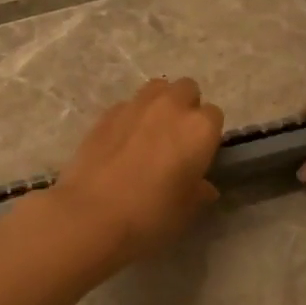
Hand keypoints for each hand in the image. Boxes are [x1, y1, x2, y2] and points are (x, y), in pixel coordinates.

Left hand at [46, 78, 224, 268]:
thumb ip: (199, 191)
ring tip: (151, 132)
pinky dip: (131, 116)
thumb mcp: (186, 210)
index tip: (199, 155)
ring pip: (157, 89)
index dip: (208, 135)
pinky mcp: (107, 113)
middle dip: (186, 107)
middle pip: (187, 89)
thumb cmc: (150, 215)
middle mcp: (171, 107)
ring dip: (160, 103)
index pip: (215, 116)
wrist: (91, 215)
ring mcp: (136, 105)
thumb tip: (203, 186)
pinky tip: (122, 142)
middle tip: (177, 138)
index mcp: (199, 128)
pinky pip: (128, 105)